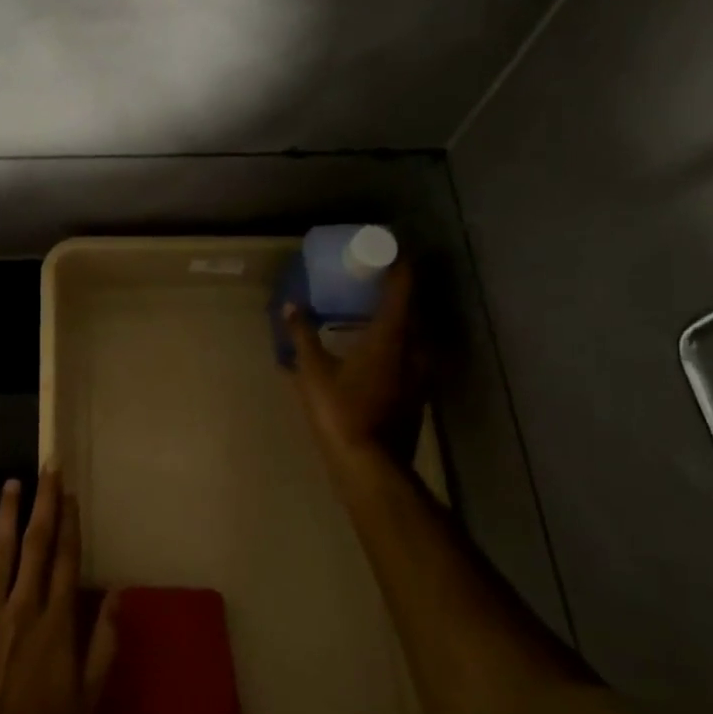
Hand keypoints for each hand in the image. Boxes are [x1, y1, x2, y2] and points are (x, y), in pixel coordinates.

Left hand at [0, 470, 118, 713]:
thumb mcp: (88, 696)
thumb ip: (103, 642)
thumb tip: (118, 594)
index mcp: (57, 622)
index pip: (66, 559)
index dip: (69, 523)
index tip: (70, 492)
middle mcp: (24, 607)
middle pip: (35, 545)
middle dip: (43, 504)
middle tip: (47, 468)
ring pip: (0, 554)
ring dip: (7, 516)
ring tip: (12, 483)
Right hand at [284, 262, 425, 471]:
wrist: (371, 465)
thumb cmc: (340, 412)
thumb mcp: (313, 372)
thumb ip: (302, 336)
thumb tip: (291, 306)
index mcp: (391, 335)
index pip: (403, 287)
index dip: (398, 263)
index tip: (386, 248)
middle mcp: (415, 347)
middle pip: (414, 307)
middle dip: (398, 288)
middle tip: (376, 276)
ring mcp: (422, 372)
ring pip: (416, 333)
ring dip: (400, 317)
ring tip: (377, 310)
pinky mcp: (419, 392)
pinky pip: (414, 353)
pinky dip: (400, 342)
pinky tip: (381, 349)